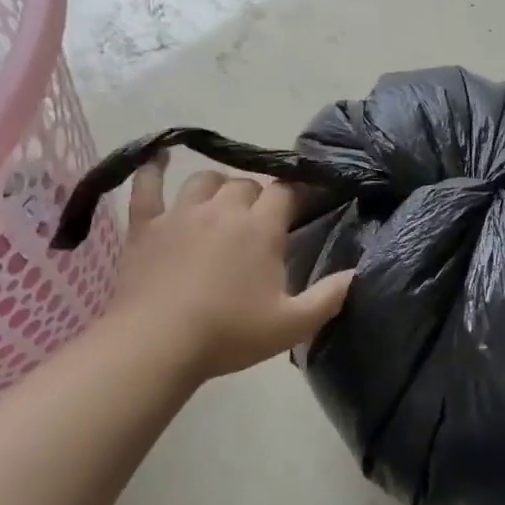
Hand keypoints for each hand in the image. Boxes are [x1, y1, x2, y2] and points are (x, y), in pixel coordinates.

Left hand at [107, 158, 353, 382]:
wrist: (157, 344)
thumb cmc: (229, 334)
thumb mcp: (292, 325)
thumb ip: (330, 296)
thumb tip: (358, 273)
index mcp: (261, 228)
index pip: (285, 192)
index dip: (295, 195)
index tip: (300, 208)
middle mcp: (222, 209)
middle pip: (245, 184)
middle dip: (256, 197)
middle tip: (259, 224)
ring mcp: (180, 213)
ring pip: (203, 180)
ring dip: (217, 187)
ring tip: (220, 204)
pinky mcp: (145, 225)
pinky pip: (147, 186)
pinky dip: (152, 170)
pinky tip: (157, 159)